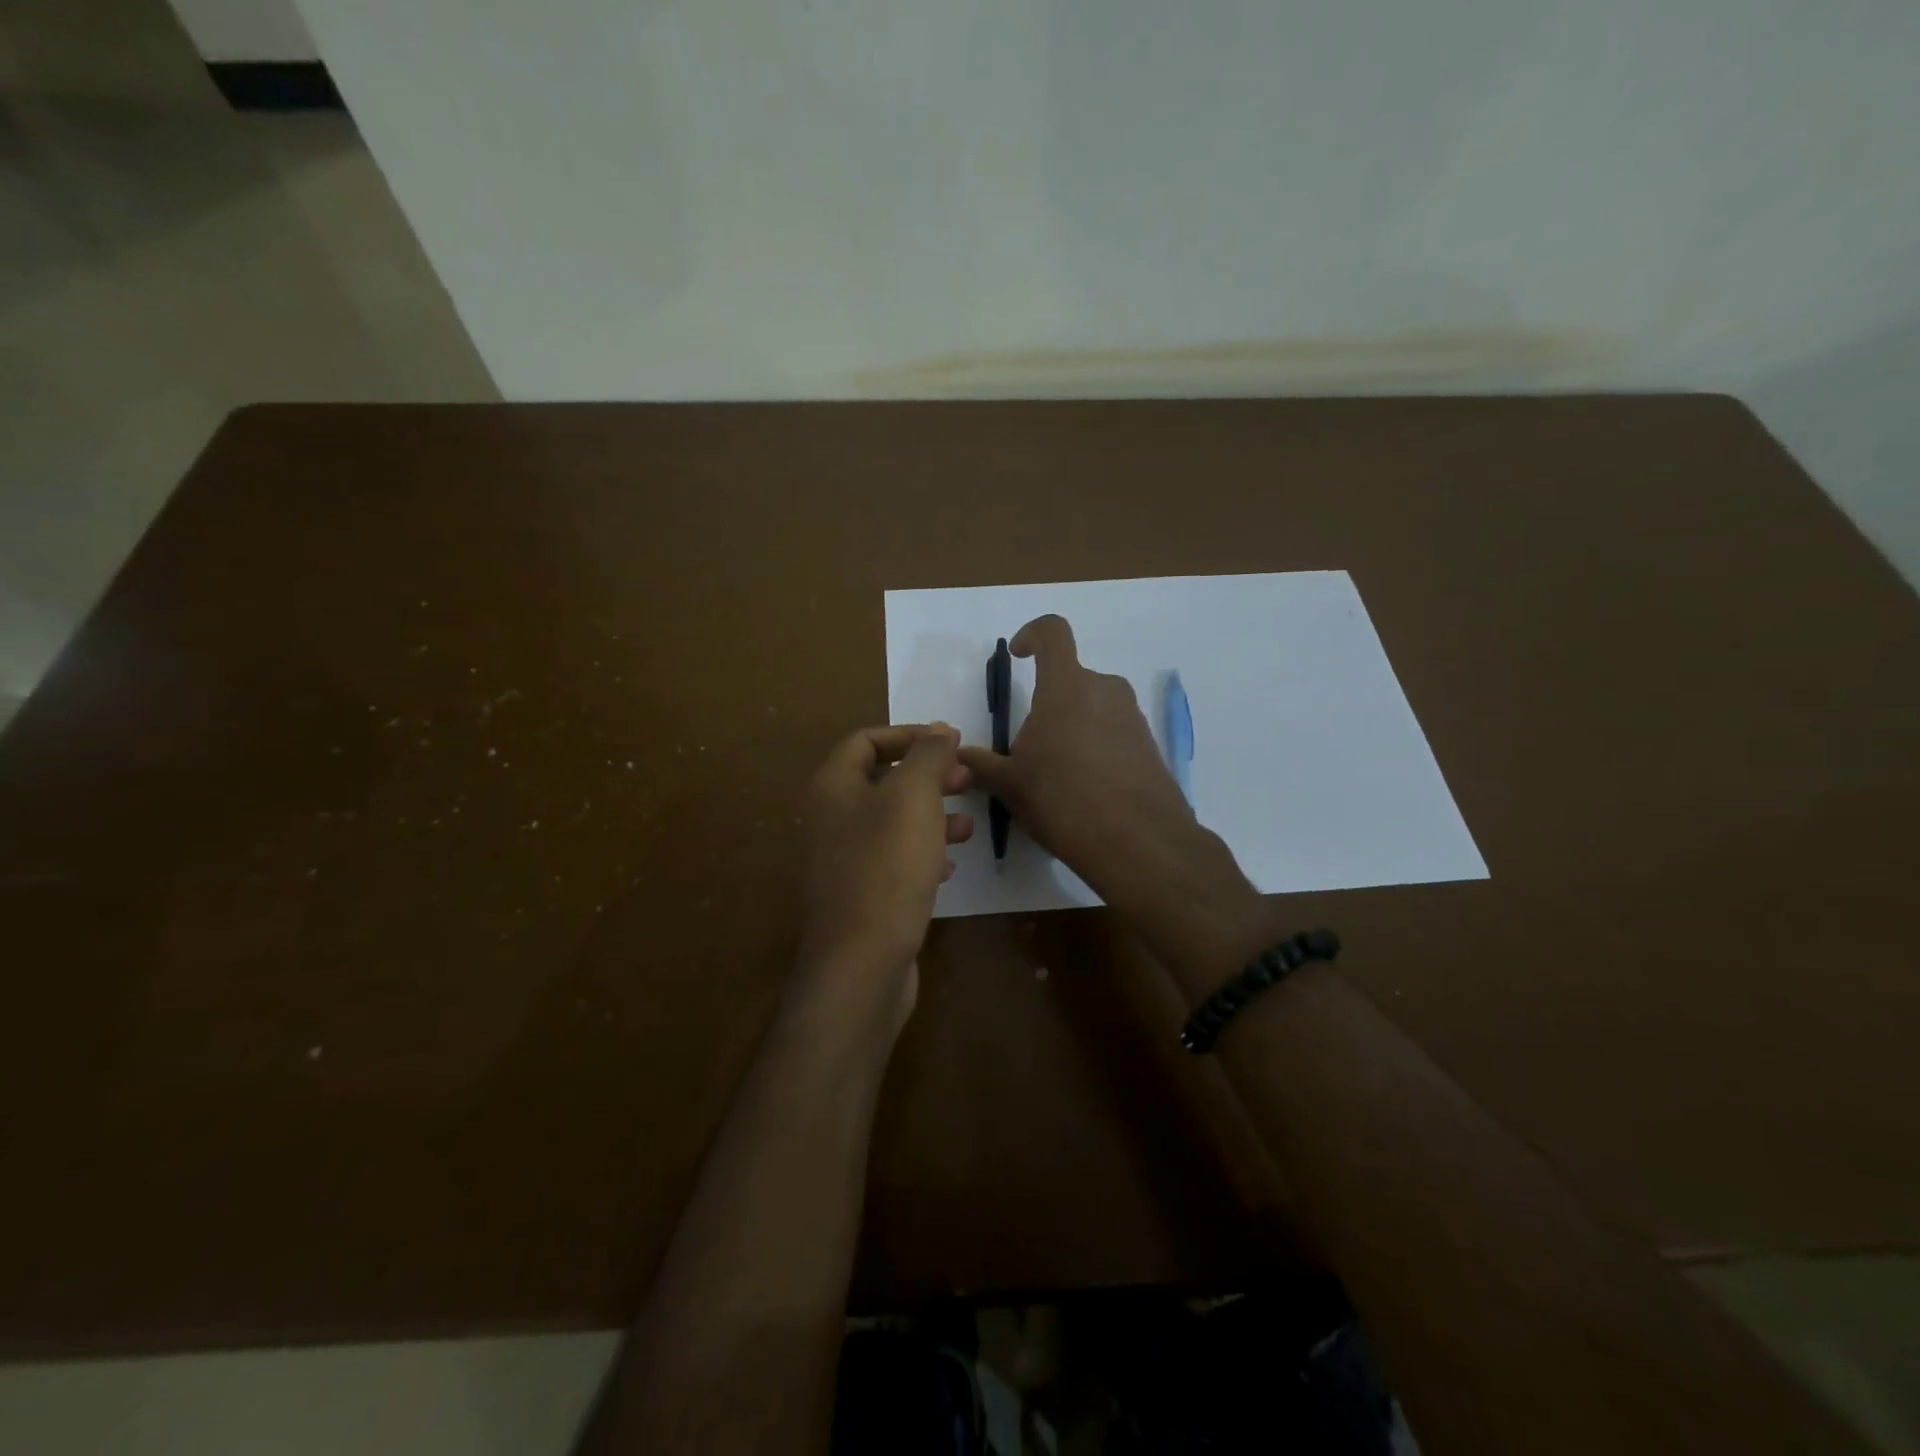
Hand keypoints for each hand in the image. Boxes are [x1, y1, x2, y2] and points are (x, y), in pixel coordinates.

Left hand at [795, 724, 972, 1028]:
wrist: (861, 962)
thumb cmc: (887, 866)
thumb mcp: (913, 797)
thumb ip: (927, 756)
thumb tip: (939, 731)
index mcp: (833, 787)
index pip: (866, 740)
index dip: (908, 735)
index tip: (951, 743)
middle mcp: (830, 819)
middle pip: (881, 781)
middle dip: (927, 777)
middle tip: (967, 780)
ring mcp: (842, 861)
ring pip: (891, 823)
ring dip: (930, 815)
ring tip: (968, 825)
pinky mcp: (860, 895)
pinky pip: (892, 860)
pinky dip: (922, 853)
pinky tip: (950, 865)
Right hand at [956, 617, 1202, 899]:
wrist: (1137, 842)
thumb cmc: (1062, 800)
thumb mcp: (1011, 785)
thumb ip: (981, 765)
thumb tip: (959, 756)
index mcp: (1067, 686)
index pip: (1053, 632)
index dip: (1033, 634)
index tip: (1019, 655)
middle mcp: (1105, 690)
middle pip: (1072, 679)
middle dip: (1049, 703)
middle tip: (1031, 747)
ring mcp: (1133, 717)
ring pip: (1094, 707)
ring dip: (1073, 727)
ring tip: (1057, 775)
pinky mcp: (1150, 746)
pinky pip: (1115, 732)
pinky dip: (1096, 748)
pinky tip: (1086, 791)